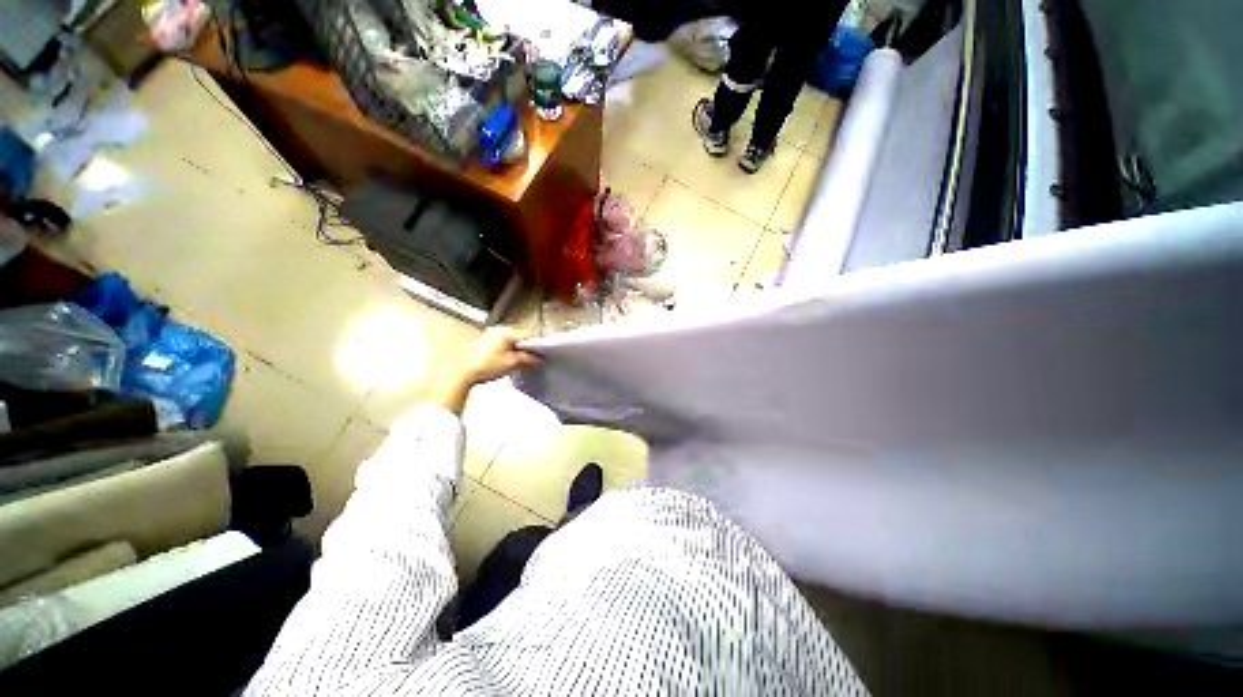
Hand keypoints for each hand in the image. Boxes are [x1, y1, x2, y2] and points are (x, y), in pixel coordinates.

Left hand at [428, 327, 540, 414]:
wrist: (462, 375)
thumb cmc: (485, 367)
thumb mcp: (512, 363)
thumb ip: (528, 359)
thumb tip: (538, 358)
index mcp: (504, 331)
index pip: (526, 336)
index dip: (534, 347)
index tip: (539, 356)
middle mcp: (496, 330)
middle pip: (518, 338)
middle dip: (525, 349)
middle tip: (530, 361)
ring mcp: (488, 336)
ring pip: (509, 343)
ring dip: (515, 352)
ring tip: (517, 364)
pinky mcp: (482, 344)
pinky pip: (500, 346)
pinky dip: (506, 353)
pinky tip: (506, 364)